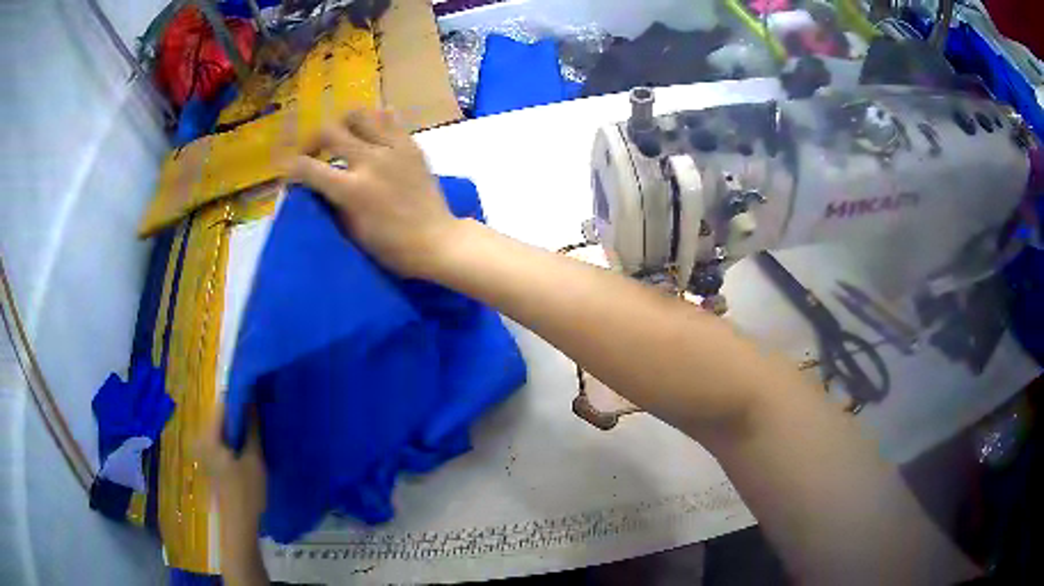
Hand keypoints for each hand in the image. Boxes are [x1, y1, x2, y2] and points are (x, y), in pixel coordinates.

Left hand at [197, 405, 266, 533]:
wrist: (240, 525)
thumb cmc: (247, 492)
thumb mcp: (254, 459)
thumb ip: (252, 428)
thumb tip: (253, 401)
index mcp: (208, 437)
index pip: (222, 406)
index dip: (239, 397)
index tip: (257, 392)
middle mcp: (202, 440)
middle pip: (221, 417)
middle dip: (240, 411)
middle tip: (261, 409)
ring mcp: (205, 451)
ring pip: (223, 429)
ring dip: (239, 425)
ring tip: (258, 423)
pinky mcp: (211, 461)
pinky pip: (223, 440)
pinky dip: (235, 438)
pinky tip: (250, 442)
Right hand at [289, 108, 459, 278]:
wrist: (436, 240)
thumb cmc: (391, 246)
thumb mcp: (351, 230)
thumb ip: (332, 201)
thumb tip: (317, 184)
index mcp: (352, 190)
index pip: (309, 168)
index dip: (291, 167)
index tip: (288, 169)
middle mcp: (370, 161)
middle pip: (330, 131)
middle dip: (313, 139)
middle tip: (313, 151)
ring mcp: (393, 149)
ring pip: (360, 115)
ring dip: (343, 122)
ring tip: (342, 135)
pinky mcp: (411, 145)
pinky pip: (390, 119)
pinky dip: (375, 120)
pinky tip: (369, 131)